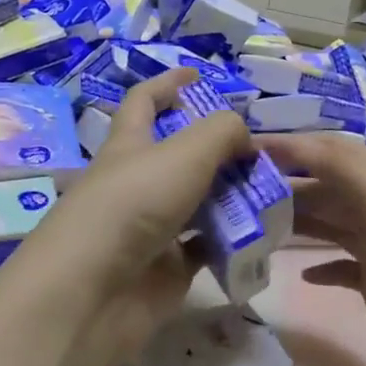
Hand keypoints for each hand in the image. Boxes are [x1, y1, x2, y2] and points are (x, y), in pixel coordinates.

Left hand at [13, 70, 251, 365]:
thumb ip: (222, 132)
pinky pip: (206, 247)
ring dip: (230, 195)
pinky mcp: (166, 268)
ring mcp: (151, 228)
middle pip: (179, 155)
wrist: (94, 292)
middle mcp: (137, 183)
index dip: (168, 83)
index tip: (199, 73)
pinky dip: (231, 240)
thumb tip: (244, 136)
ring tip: (272, 189)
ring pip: (197, 202)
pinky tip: (261, 233)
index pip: (144, 102)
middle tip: (258, 149)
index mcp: (129, 145)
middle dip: (216, 148)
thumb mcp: (184, 152)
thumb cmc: (134, 204)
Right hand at [259, 132, 365, 365]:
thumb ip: (342, 167)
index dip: (288, 147)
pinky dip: (317, 266)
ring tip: (250, 229)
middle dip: (283, 187)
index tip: (239, 150)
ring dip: (294, 223)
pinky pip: (340, 268)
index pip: (329, 152)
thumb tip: (290, 143)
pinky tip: (295, 273)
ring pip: (328, 226)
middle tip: (232, 196)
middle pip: (324, 189)